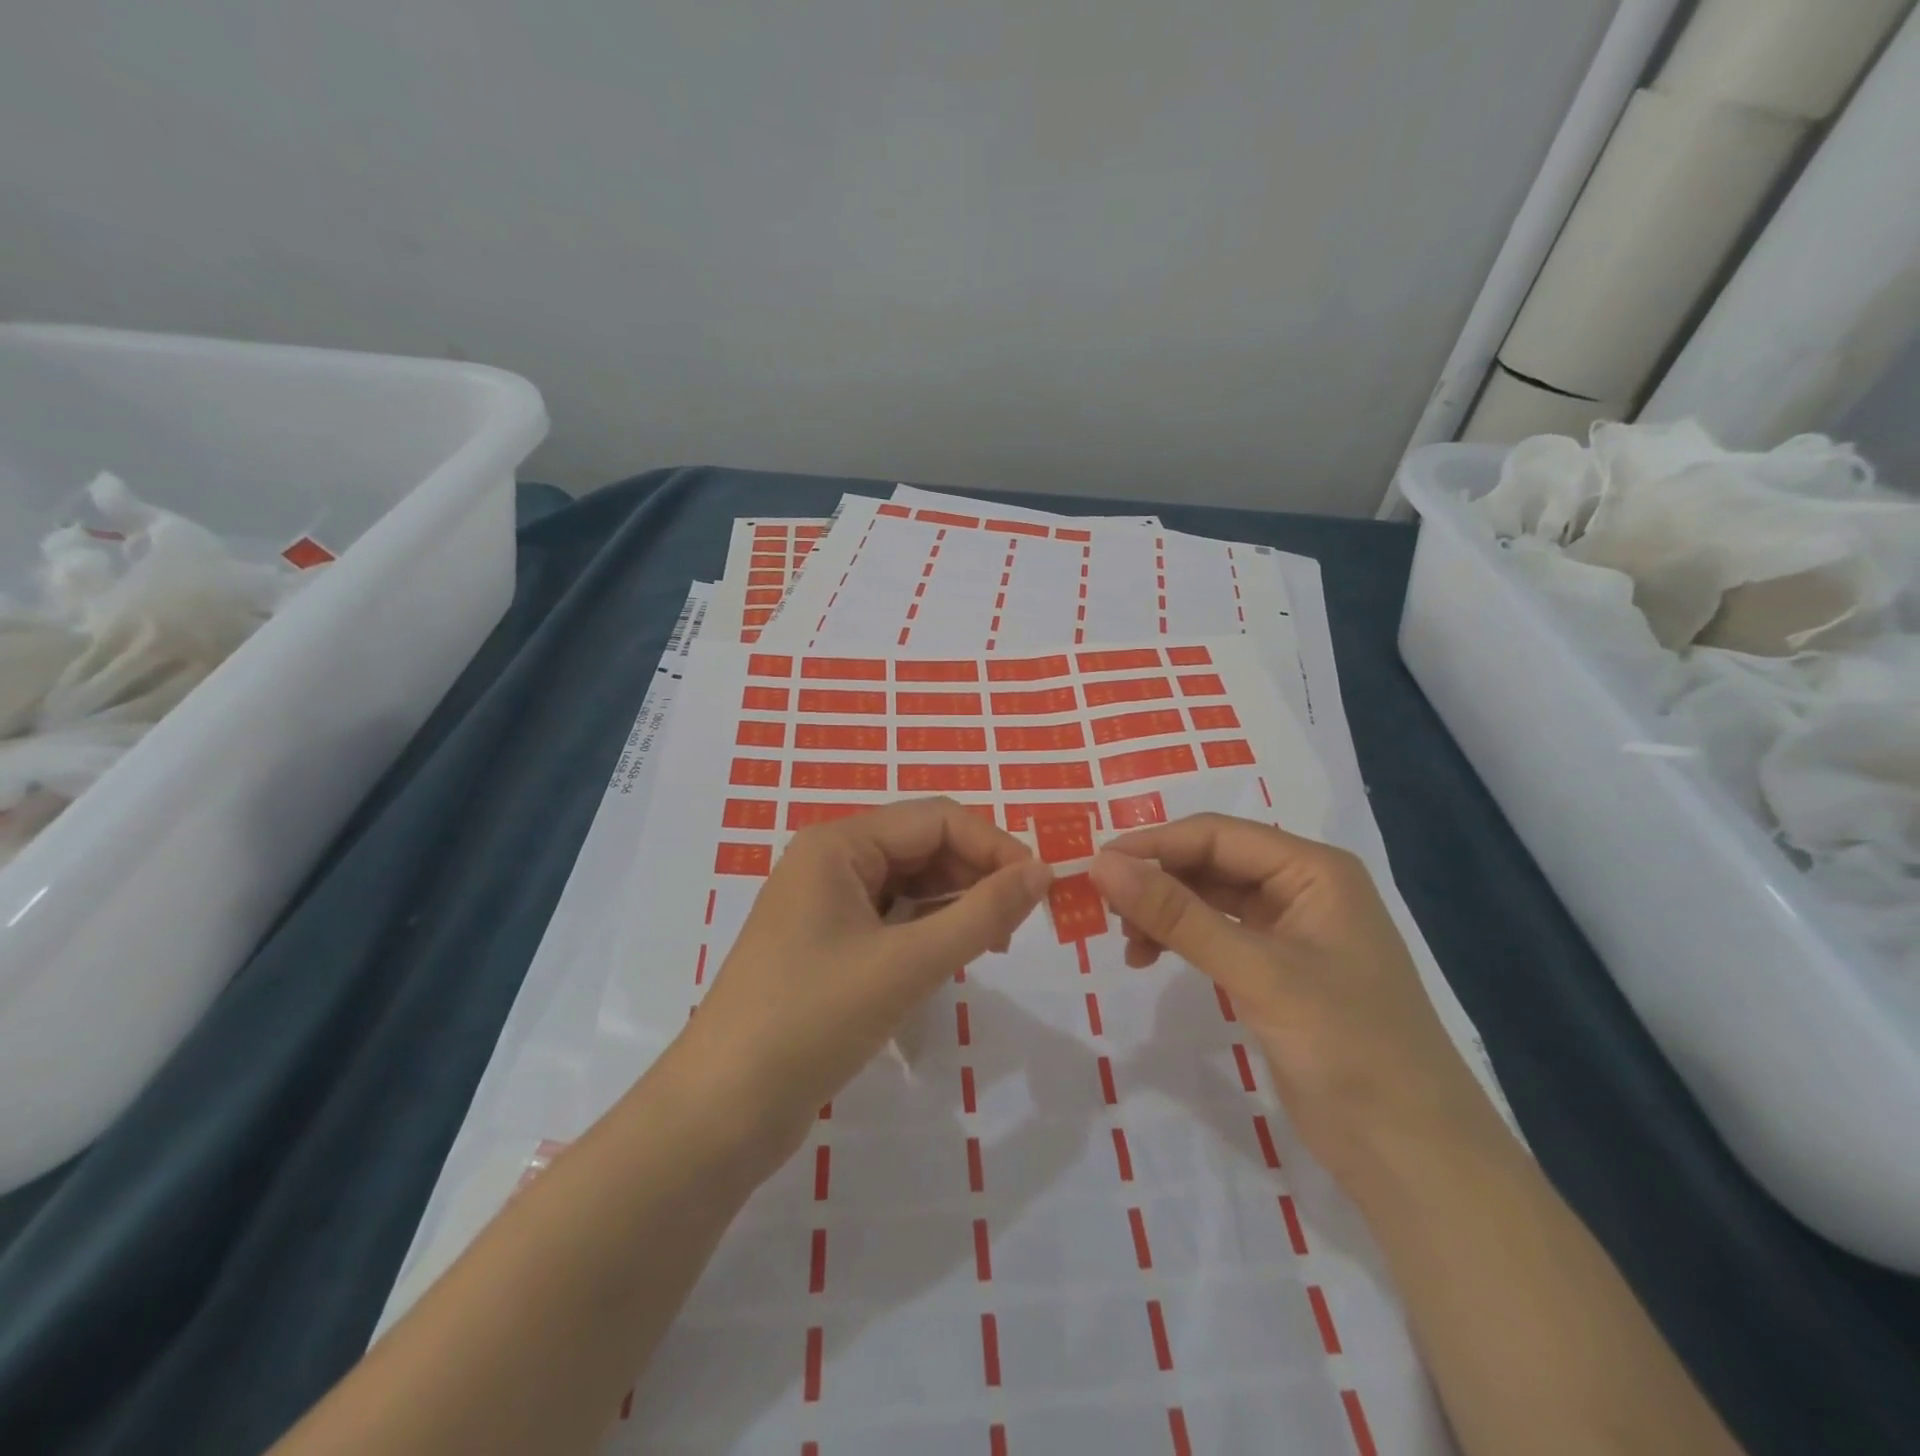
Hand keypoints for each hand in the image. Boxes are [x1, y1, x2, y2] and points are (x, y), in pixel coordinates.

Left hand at [677, 798, 1051, 1173]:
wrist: (721, 1112)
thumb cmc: (813, 1020)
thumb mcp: (907, 964)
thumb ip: (981, 913)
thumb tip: (1043, 871)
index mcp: (838, 843)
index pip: (937, 818)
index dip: (994, 845)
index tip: (1041, 889)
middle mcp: (830, 860)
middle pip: (923, 846)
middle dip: (976, 875)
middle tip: (1017, 926)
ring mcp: (825, 904)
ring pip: (910, 883)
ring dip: (956, 904)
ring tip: (992, 945)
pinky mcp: (827, 944)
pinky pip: (891, 918)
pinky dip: (928, 931)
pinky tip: (951, 958)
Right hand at [1089, 814, 1496, 1185]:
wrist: (1412, 1154)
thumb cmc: (1346, 1046)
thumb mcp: (1256, 972)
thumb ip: (1177, 914)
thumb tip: (1102, 864)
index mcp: (1312, 869)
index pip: (1216, 835)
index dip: (1153, 844)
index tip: (1095, 866)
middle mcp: (1301, 888)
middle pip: (1211, 862)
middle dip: (1155, 878)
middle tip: (1101, 905)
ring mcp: (1289, 931)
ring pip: (1208, 898)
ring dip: (1163, 910)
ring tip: (1126, 941)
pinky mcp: (1276, 970)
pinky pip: (1216, 934)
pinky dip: (1180, 939)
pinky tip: (1150, 958)